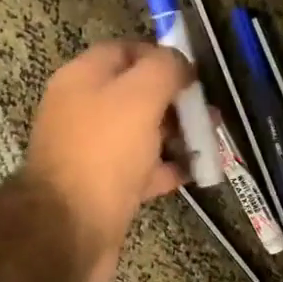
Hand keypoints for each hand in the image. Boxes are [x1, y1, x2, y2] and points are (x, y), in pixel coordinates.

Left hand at [24, 40, 191, 281]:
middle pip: (136, 94)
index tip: (194, 73)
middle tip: (210, 112)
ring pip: (142, 133)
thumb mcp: (139, 96)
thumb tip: (180, 64)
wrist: (71, 228)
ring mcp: (93, 152)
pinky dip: (168, 168)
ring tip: (212, 140)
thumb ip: (164, 69)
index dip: (160, 57)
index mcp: (82, 80)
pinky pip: (142, 169)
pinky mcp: (105, 188)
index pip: (124, 52)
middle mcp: (83, 111)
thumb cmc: (104, 152)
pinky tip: (196, 171)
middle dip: (175, 100)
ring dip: (177, 134)